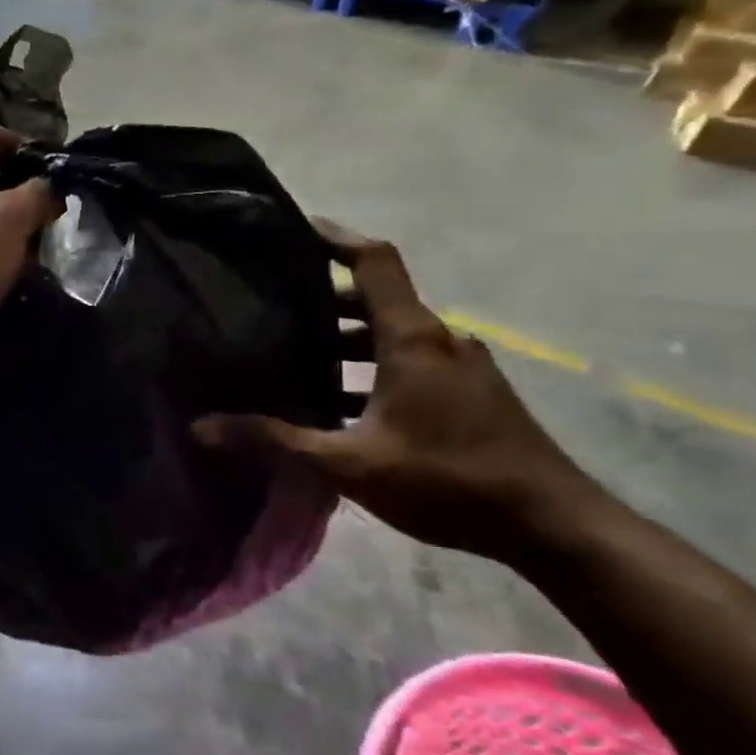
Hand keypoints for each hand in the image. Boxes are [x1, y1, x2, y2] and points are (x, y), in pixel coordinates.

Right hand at [194, 221, 604, 567]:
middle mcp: (439, 340)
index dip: (333, 237)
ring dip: (343, 338)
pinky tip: (337, 401)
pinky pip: (408, 360)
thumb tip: (201, 427)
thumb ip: (275, 440)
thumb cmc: (449, 481)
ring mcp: (459, 366)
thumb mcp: (349, 464)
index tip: (291, 227)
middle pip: (375, 297)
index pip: (374, 261)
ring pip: (390, 333)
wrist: (554, 526)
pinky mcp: (468, 393)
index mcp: (413, 338)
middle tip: (267, 305)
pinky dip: (369, 366)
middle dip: (321, 298)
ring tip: (290, 356)